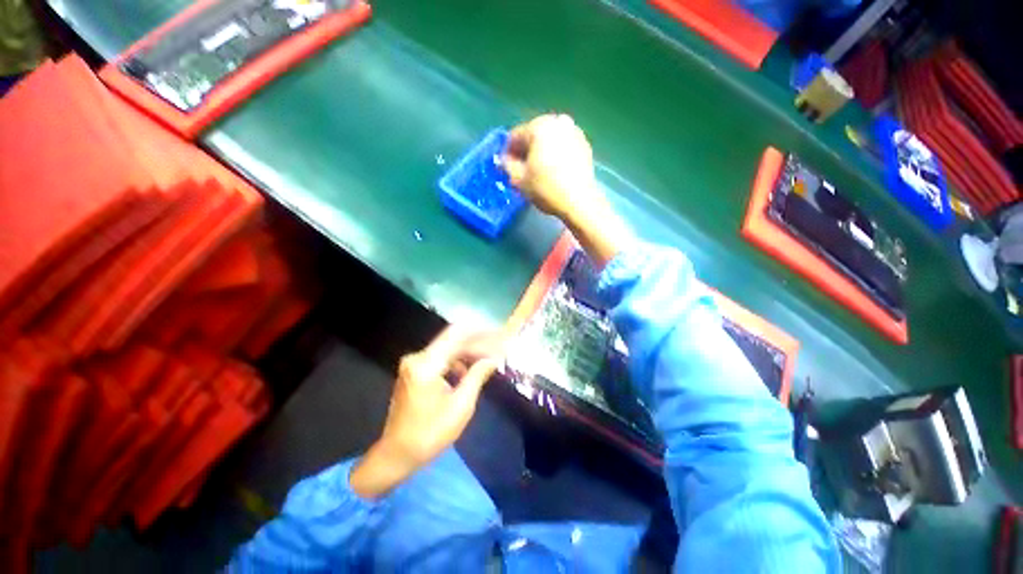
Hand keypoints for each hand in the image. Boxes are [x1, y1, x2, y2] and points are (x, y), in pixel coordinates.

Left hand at [349, 326, 503, 498]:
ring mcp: (414, 363)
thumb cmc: (430, 435)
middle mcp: (417, 357)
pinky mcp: (414, 370)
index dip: (480, 332)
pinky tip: (470, 370)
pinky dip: (457, 360)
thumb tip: (493, 359)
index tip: (499, 334)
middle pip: (452, 339)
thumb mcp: (460, 406)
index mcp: (426, 365)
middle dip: (477, 343)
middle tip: (498, 349)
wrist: (396, 455)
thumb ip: (477, 376)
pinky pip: (440, 357)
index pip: (457, 335)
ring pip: (447, 347)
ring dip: (468, 352)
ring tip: (489, 359)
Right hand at [503, 114, 629, 267]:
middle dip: (525, 152)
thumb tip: (503, 160)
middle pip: (533, 135)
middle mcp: (558, 122)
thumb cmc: (546, 188)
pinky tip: (554, 171)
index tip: (506, 168)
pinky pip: (563, 146)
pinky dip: (556, 155)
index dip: (507, 153)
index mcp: (539, 126)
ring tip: (538, 172)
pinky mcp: (584, 144)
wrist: (579, 201)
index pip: (515, 136)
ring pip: (549, 140)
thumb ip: (507, 165)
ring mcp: (574, 131)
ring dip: (541, 152)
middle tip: (522, 170)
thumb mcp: (519, 180)